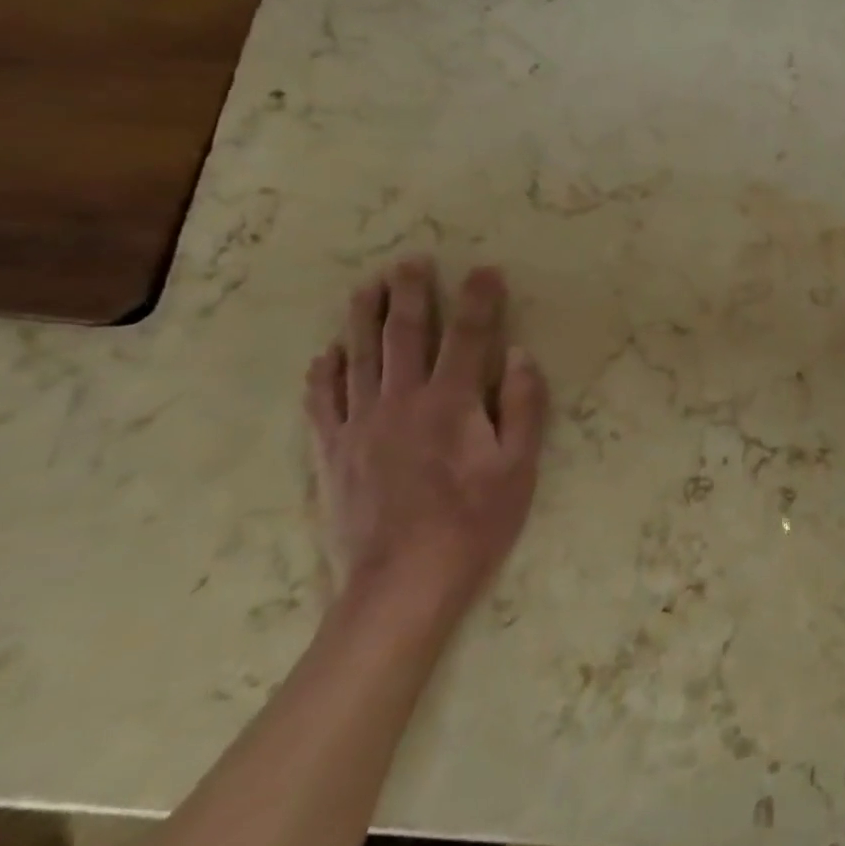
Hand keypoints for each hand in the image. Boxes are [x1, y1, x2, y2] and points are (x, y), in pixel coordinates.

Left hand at [304, 258, 548, 630]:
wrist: (400, 586)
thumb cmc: (474, 523)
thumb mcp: (519, 467)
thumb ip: (522, 405)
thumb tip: (519, 354)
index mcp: (451, 401)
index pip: (470, 335)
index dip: (480, 299)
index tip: (486, 270)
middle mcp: (401, 401)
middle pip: (405, 334)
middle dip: (411, 293)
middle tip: (411, 259)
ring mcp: (359, 425)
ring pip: (359, 357)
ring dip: (363, 318)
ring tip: (366, 286)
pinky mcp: (332, 453)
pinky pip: (322, 403)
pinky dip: (324, 373)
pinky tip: (326, 354)